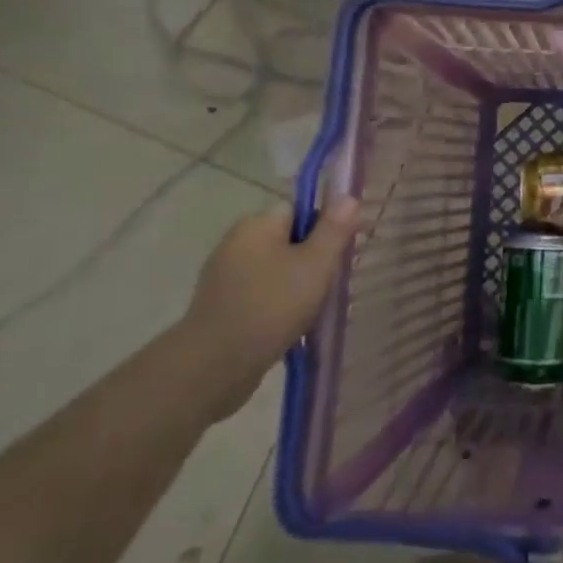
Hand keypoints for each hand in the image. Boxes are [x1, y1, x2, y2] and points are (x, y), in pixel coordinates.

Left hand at [181, 198, 360, 418]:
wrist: (214, 366)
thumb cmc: (271, 306)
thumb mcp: (315, 264)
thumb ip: (334, 229)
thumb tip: (348, 196)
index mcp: (256, 225)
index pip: (301, 212)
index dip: (327, 229)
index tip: (343, 254)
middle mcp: (236, 244)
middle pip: (291, 241)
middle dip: (315, 261)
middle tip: (333, 285)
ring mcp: (226, 277)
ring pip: (279, 271)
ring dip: (300, 286)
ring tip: (315, 310)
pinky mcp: (223, 307)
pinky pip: (263, 295)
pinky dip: (281, 305)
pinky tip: (293, 326)